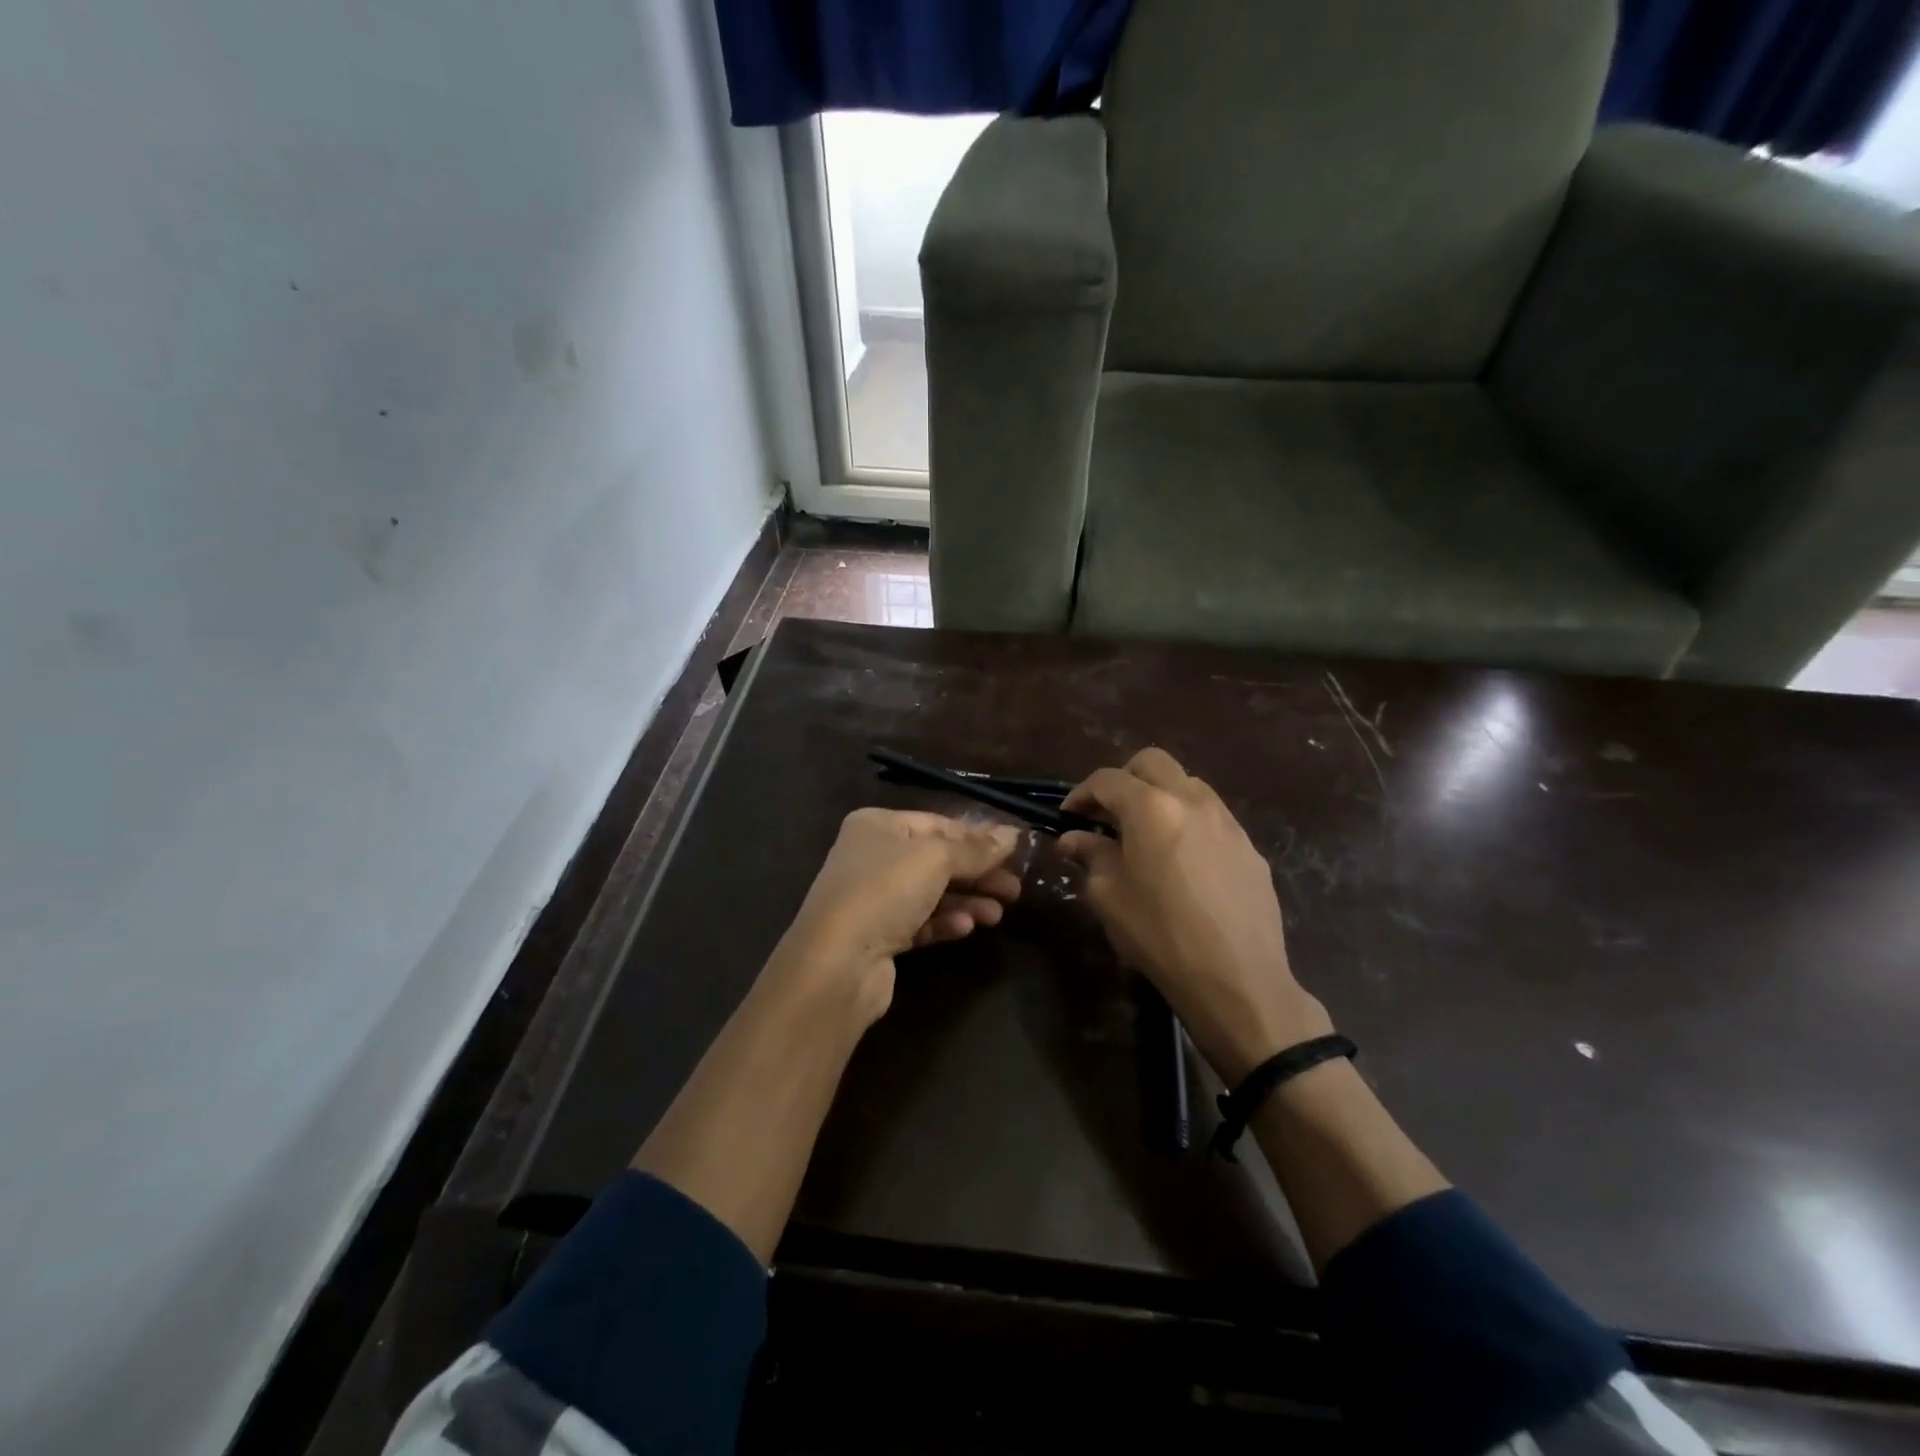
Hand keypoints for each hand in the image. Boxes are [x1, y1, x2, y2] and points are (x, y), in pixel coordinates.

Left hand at [775, 809, 1022, 1026]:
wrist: (837, 963)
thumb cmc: (885, 891)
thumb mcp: (937, 860)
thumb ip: (976, 849)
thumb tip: (1012, 834)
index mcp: (878, 825)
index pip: (938, 824)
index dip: (977, 836)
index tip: (1015, 852)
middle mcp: (873, 856)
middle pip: (937, 860)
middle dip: (977, 874)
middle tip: (1015, 889)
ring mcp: (873, 897)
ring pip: (932, 893)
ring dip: (967, 901)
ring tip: (997, 915)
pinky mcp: (878, 935)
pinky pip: (920, 922)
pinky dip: (945, 922)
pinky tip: (966, 929)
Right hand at [1059, 748, 1331, 1082]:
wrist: (1237, 980)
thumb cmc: (1160, 935)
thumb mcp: (1109, 896)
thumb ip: (1090, 856)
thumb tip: (1074, 839)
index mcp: (1151, 808)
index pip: (1108, 779)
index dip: (1081, 793)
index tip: (1068, 816)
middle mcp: (1192, 800)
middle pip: (1153, 763)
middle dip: (1124, 779)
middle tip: (1107, 813)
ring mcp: (1227, 822)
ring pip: (1188, 784)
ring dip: (1160, 796)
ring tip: (1145, 834)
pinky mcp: (1250, 848)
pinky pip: (1213, 817)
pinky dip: (1189, 822)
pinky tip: (1182, 861)